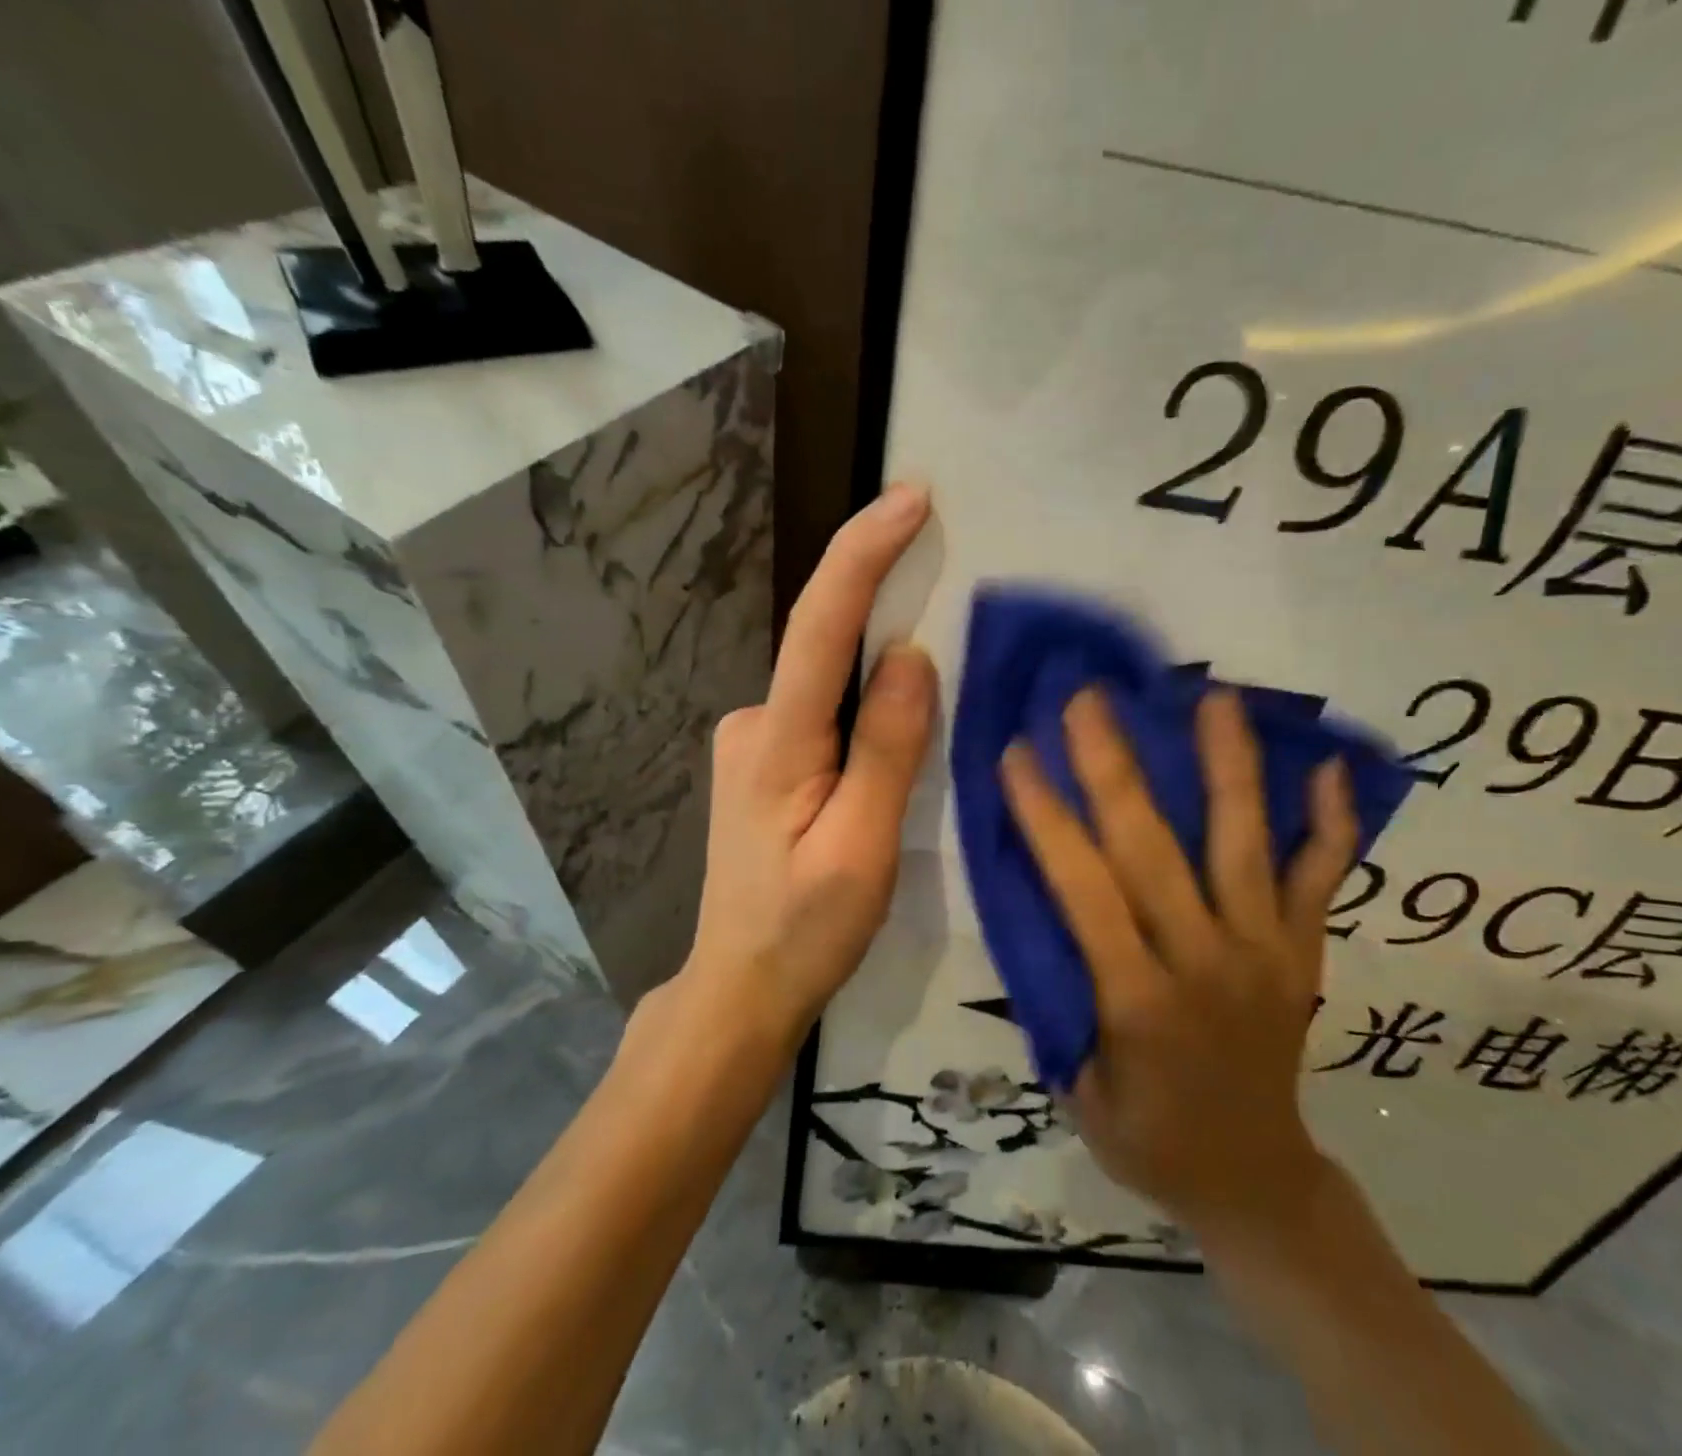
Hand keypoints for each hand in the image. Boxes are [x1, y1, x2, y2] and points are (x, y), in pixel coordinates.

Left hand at [682, 484, 937, 1042]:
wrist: (741, 986)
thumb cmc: (805, 930)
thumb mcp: (863, 848)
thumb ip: (887, 750)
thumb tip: (910, 655)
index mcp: (777, 742)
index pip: (821, 626)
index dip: (863, 553)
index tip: (912, 498)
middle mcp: (753, 722)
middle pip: (825, 644)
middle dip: (880, 597)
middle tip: (941, 567)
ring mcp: (753, 740)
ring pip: (828, 683)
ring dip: (875, 661)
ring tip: (930, 672)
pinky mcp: (764, 760)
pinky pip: (823, 710)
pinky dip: (861, 701)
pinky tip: (887, 734)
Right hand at [999, 686, 1358, 1242]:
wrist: (1256, 1181)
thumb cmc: (1149, 1138)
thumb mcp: (1078, 1089)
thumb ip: (1058, 999)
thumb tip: (1037, 909)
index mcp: (1138, 1000)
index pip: (1084, 888)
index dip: (1047, 816)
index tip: (1019, 751)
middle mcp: (1205, 960)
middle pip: (1154, 849)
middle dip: (1114, 766)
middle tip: (1090, 697)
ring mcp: (1266, 950)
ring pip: (1245, 844)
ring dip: (1229, 765)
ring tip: (1215, 696)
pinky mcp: (1304, 951)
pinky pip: (1322, 878)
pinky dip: (1331, 823)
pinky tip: (1331, 766)